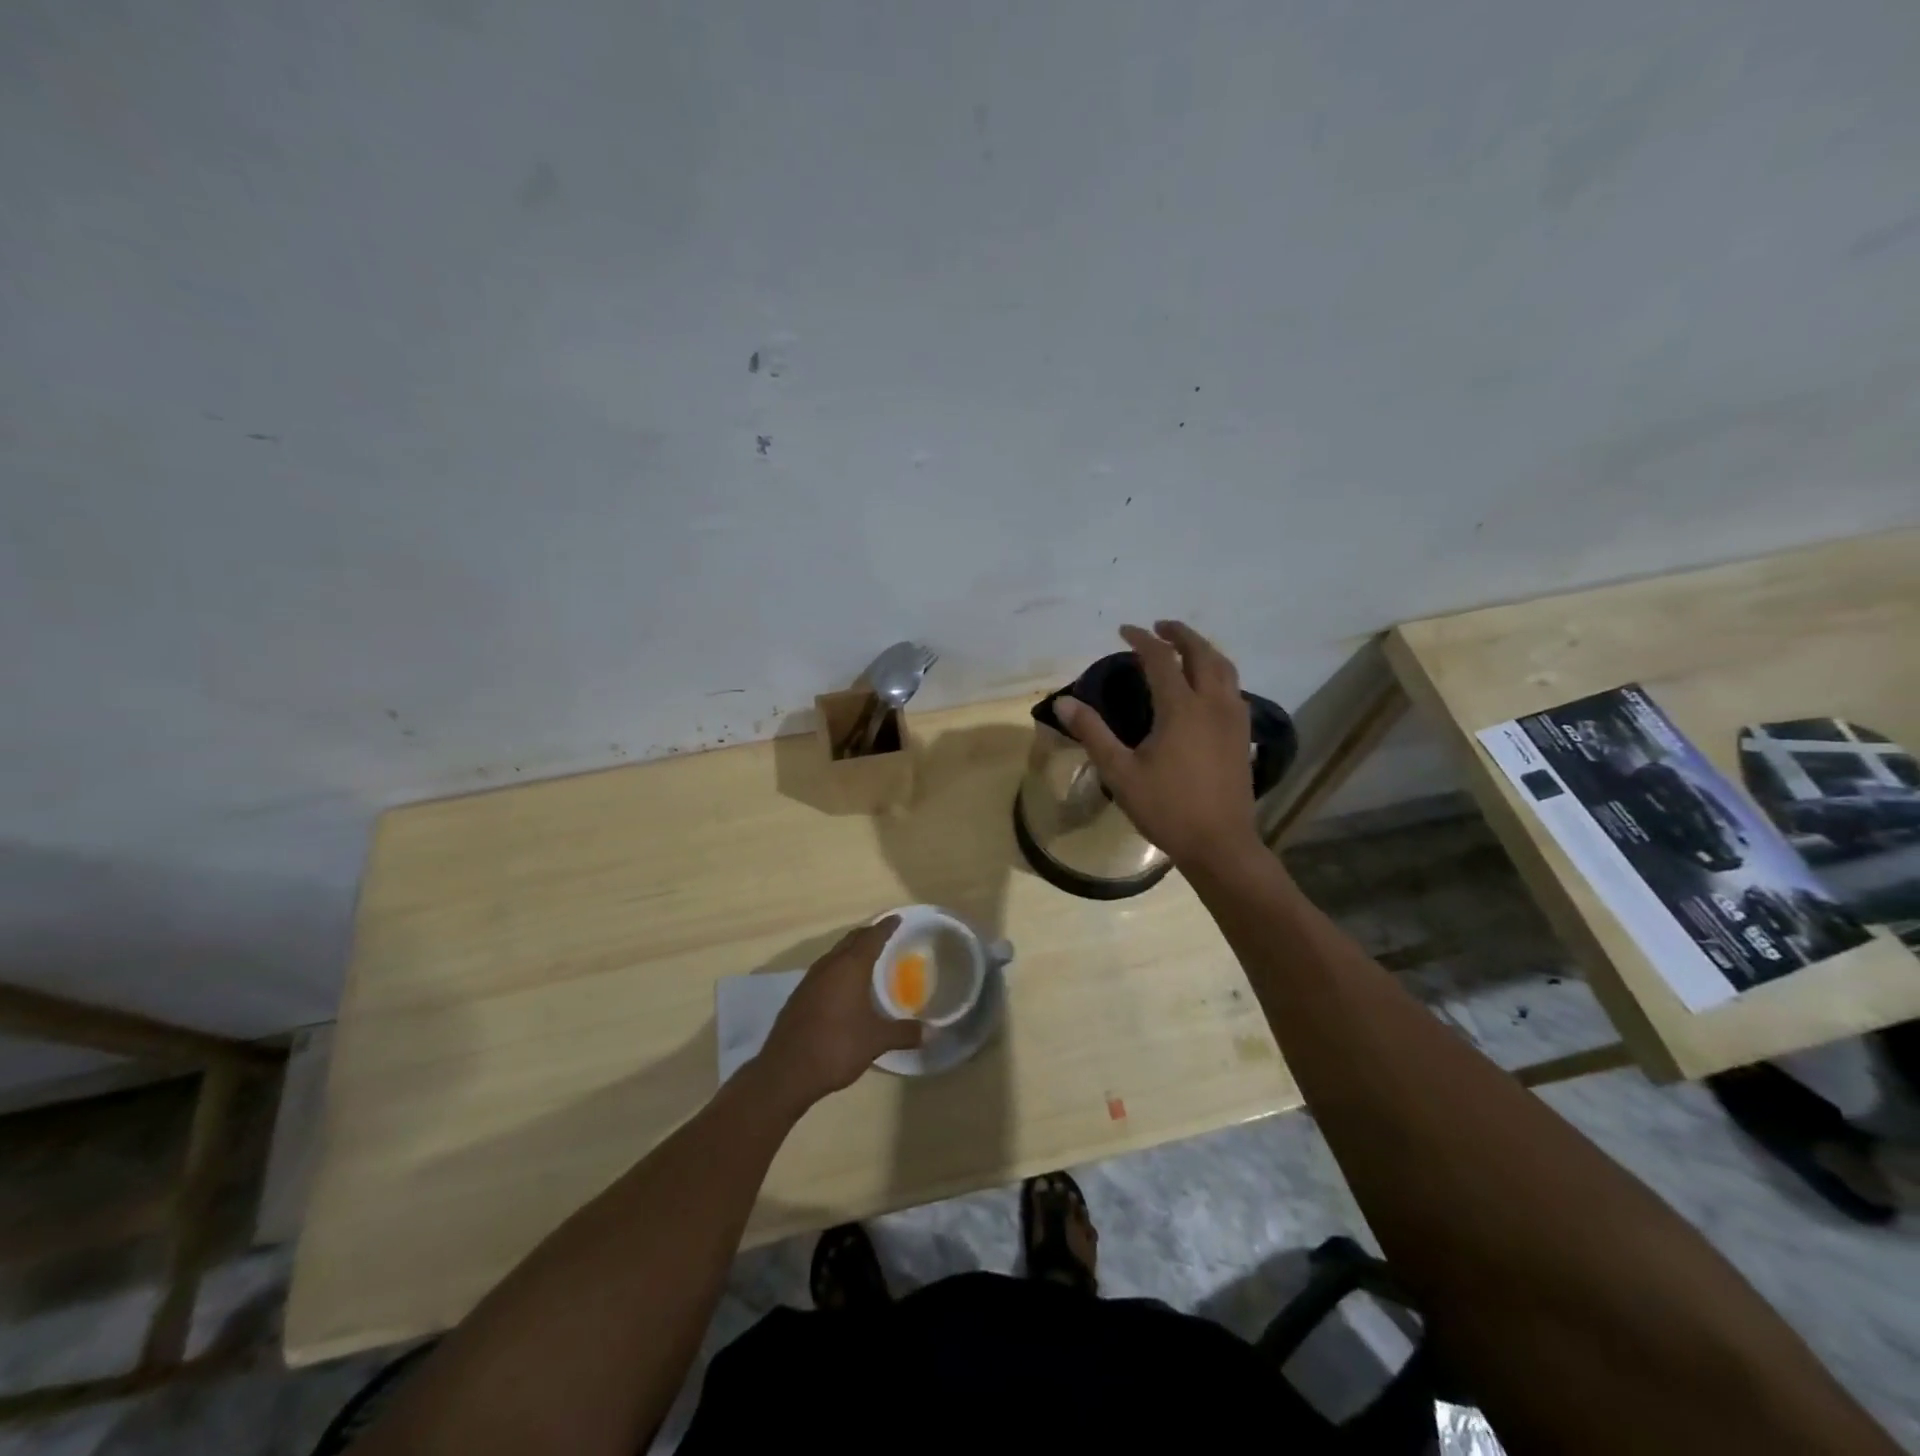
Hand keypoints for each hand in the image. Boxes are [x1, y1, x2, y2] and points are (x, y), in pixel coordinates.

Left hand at [756, 917, 921, 1110]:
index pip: (871, 937)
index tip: (897, 919)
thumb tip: (932, 1033)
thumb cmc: (836, 1047)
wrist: (786, 1071)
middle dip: (868, 934)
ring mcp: (810, 980)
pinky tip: (843, 985)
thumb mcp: (876, 1041)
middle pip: (851, 940)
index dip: (886, 927)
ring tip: (867, 957)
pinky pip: (824, 970)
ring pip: (835, 954)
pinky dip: (838, 968)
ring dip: (851, 951)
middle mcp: (829, 966)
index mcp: (850, 968)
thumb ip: (904, 1033)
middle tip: (885, 935)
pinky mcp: (799, 996)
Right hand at [1054, 621, 1263, 872]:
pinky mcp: (1243, 736)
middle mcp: (1213, 704)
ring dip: (1203, 650)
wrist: (1220, 844)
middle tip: (1159, 627)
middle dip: (1180, 634)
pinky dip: (1218, 674)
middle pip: (1202, 653)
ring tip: (1184, 648)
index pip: (1161, 658)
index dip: (1142, 639)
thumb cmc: (1166, 808)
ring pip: (1225, 668)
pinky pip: (1234, 689)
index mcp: (1181, 708)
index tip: (1124, 631)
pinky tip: (1206, 687)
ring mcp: (1234, 719)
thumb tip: (1063, 702)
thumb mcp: (1120, 772)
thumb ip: (1092, 733)